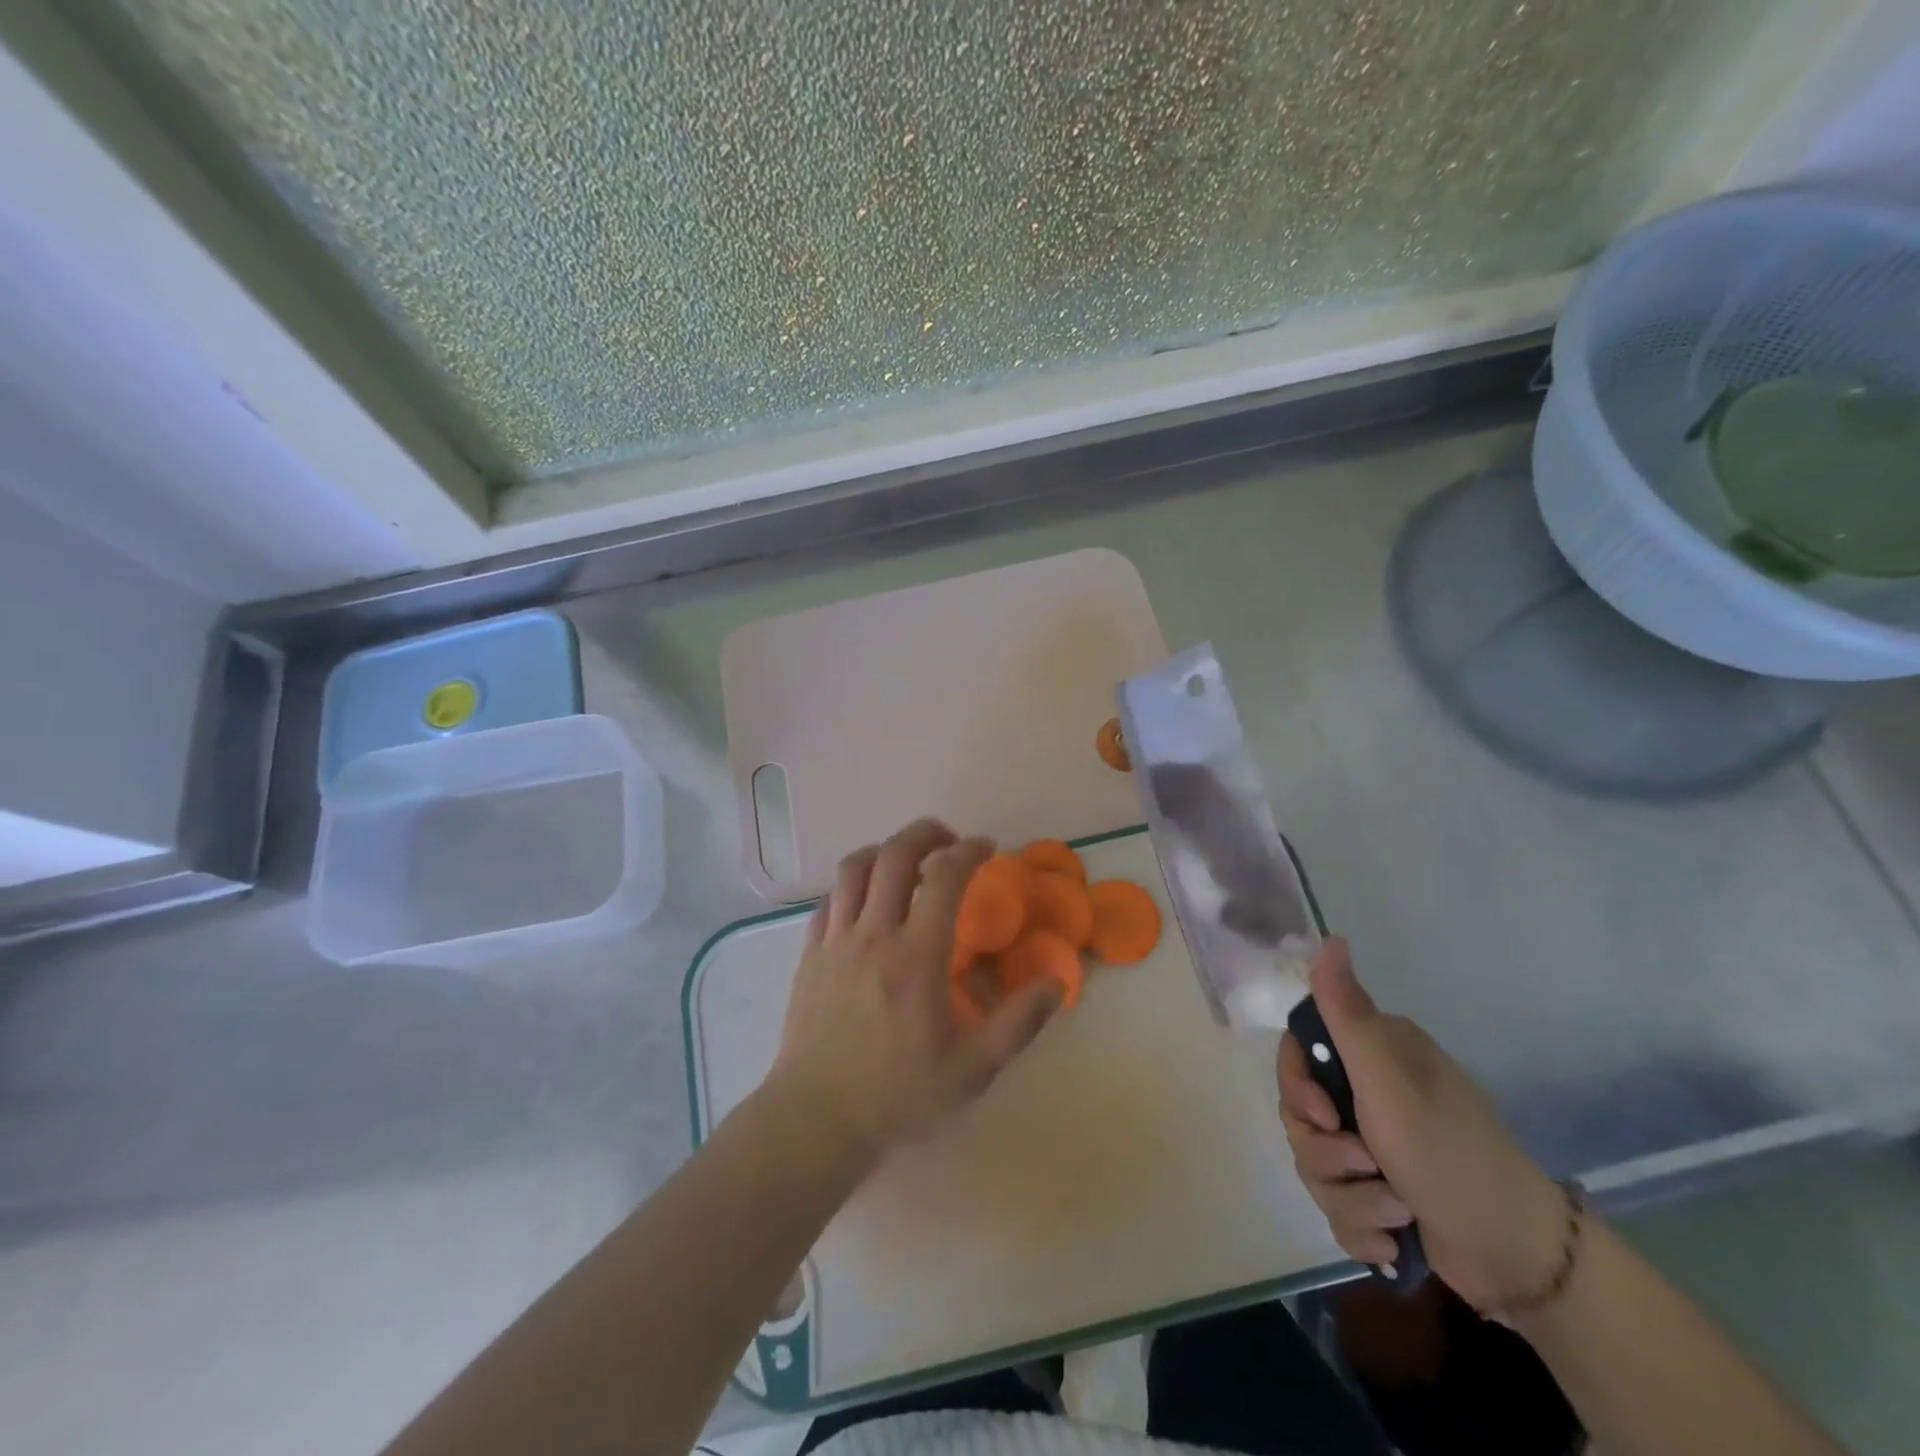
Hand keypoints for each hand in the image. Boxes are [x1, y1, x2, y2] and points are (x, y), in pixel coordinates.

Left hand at [766, 820, 1062, 1166]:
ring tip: (905, 861)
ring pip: (854, 868)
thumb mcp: (972, 1070)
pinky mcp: (809, 955)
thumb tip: (1058, 983)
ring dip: (884, 851)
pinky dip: (851, 886)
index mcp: (917, 955)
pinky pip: (828, 900)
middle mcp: (874, 934)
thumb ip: (1018, 1023)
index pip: (945, 877)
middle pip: (894, 855)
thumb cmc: (897, 1096)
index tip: (987, 848)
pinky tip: (865, 902)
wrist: (815, 1121)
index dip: (969, 851)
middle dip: (925, 833)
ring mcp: (835, 941)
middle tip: (948, 839)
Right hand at [1277, 938, 1567, 1311]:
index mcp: (1375, 1055)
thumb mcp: (1389, 1084)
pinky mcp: (1379, 1193)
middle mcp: (1371, 1091)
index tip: (1320, 1113)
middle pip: (1299, 1113)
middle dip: (1326, 1152)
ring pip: (1314, 1162)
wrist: (1520, 1258)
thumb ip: (1347, 1015)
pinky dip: (1360, 1228)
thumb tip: (1329, 938)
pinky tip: (1394, 1241)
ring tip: (1395, 1212)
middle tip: (1366, 1164)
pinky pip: (1335, 1205)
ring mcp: (1374, 1145)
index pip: (1298, 1051)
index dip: (1295, 1085)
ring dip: (1350, 1197)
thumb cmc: (1451, 1155)